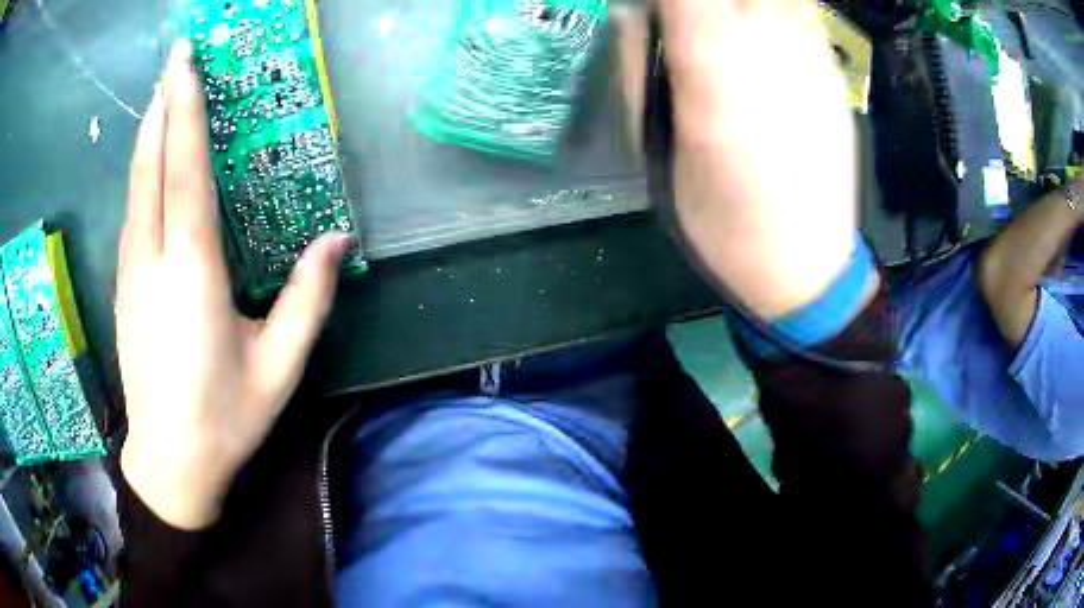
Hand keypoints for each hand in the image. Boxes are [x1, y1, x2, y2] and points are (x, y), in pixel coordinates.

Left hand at [118, 42, 352, 529]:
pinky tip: (149, 158)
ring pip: (135, 187)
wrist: (169, 463)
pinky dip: (141, 172)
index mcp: (193, 276)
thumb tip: (339, 239)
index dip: (184, 114)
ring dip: (149, 134)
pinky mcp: (123, 287)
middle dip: (162, 106)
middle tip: (174, 58)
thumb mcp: (279, 367)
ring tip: (163, 93)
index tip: (185, 67)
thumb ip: (309, 299)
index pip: (184, 175)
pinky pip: (131, 212)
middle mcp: (153, 262)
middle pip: (150, 167)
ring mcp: (130, 274)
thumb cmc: (225, 419)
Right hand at [651, 0, 859, 318]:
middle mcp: (768, 47)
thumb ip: (640, 71)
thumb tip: (635, 12)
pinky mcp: (835, 74)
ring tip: (728, 22)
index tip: (654, 7)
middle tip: (691, 16)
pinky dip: (778, 7)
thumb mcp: (658, 154)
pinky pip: (803, 10)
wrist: (807, 266)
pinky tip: (765, 32)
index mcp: (714, 70)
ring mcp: (811, 56)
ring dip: (747, 2)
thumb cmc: (723, 223)